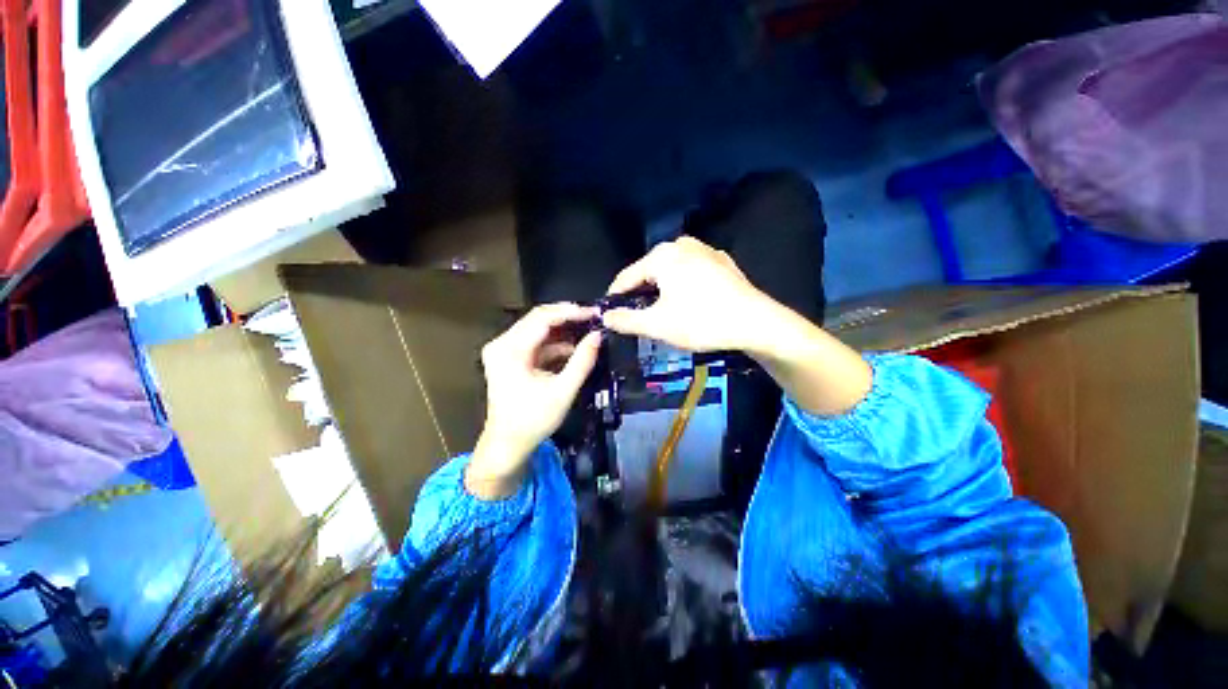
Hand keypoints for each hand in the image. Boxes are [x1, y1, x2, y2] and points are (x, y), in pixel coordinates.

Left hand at [467, 303, 601, 498]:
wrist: (508, 444)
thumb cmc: (533, 421)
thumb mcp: (563, 391)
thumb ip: (582, 361)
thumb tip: (598, 336)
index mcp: (510, 350)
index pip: (542, 318)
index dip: (570, 312)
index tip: (595, 313)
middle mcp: (502, 343)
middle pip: (538, 319)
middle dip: (568, 318)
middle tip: (594, 319)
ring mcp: (503, 349)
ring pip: (538, 329)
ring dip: (563, 331)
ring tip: (588, 331)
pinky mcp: (509, 357)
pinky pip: (536, 342)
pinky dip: (555, 344)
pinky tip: (574, 349)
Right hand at [600, 236, 773, 352]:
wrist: (755, 322)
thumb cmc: (701, 321)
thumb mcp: (657, 325)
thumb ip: (626, 320)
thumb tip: (605, 317)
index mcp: (662, 255)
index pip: (626, 276)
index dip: (615, 296)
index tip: (609, 314)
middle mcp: (681, 244)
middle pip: (649, 272)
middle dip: (640, 293)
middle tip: (637, 317)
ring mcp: (705, 250)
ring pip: (671, 271)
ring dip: (662, 290)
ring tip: (662, 311)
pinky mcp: (721, 261)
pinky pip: (691, 272)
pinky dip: (683, 285)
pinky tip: (689, 302)